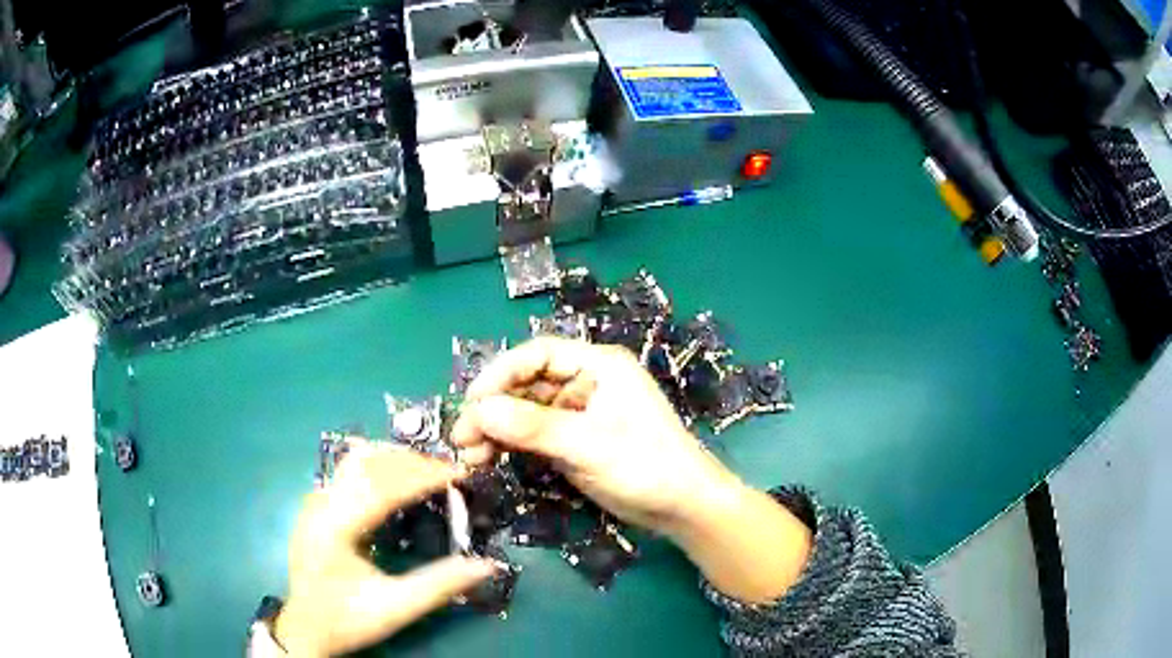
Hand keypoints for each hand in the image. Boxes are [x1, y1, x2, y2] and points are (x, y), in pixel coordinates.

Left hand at [274, 447, 496, 656]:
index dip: (421, 476)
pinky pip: (350, 472)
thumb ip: (439, 586)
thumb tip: (485, 565)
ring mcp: (315, 502)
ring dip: (395, 460)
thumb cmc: (348, 620)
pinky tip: (400, 481)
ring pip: (356, 462)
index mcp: (333, 528)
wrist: (306, 629)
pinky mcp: (318, 505)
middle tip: (450, 472)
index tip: (457, 474)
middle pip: (367, 464)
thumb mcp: (395, 608)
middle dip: (412, 463)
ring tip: (429, 471)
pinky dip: (381, 468)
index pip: (380, 487)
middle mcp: (319, 505)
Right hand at [451, 337, 736, 534]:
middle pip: (527, 385)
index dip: (501, 373)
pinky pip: (534, 435)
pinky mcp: (575, 440)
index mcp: (599, 366)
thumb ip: (532, 427)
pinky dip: (511, 446)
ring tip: (470, 457)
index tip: (472, 403)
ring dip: (497, 431)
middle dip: (493, 410)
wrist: (681, 508)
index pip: (538, 355)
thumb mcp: (587, 444)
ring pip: (526, 412)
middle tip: (462, 438)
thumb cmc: (645, 466)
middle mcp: (586, 383)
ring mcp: (579, 413)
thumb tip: (477, 411)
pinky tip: (489, 460)